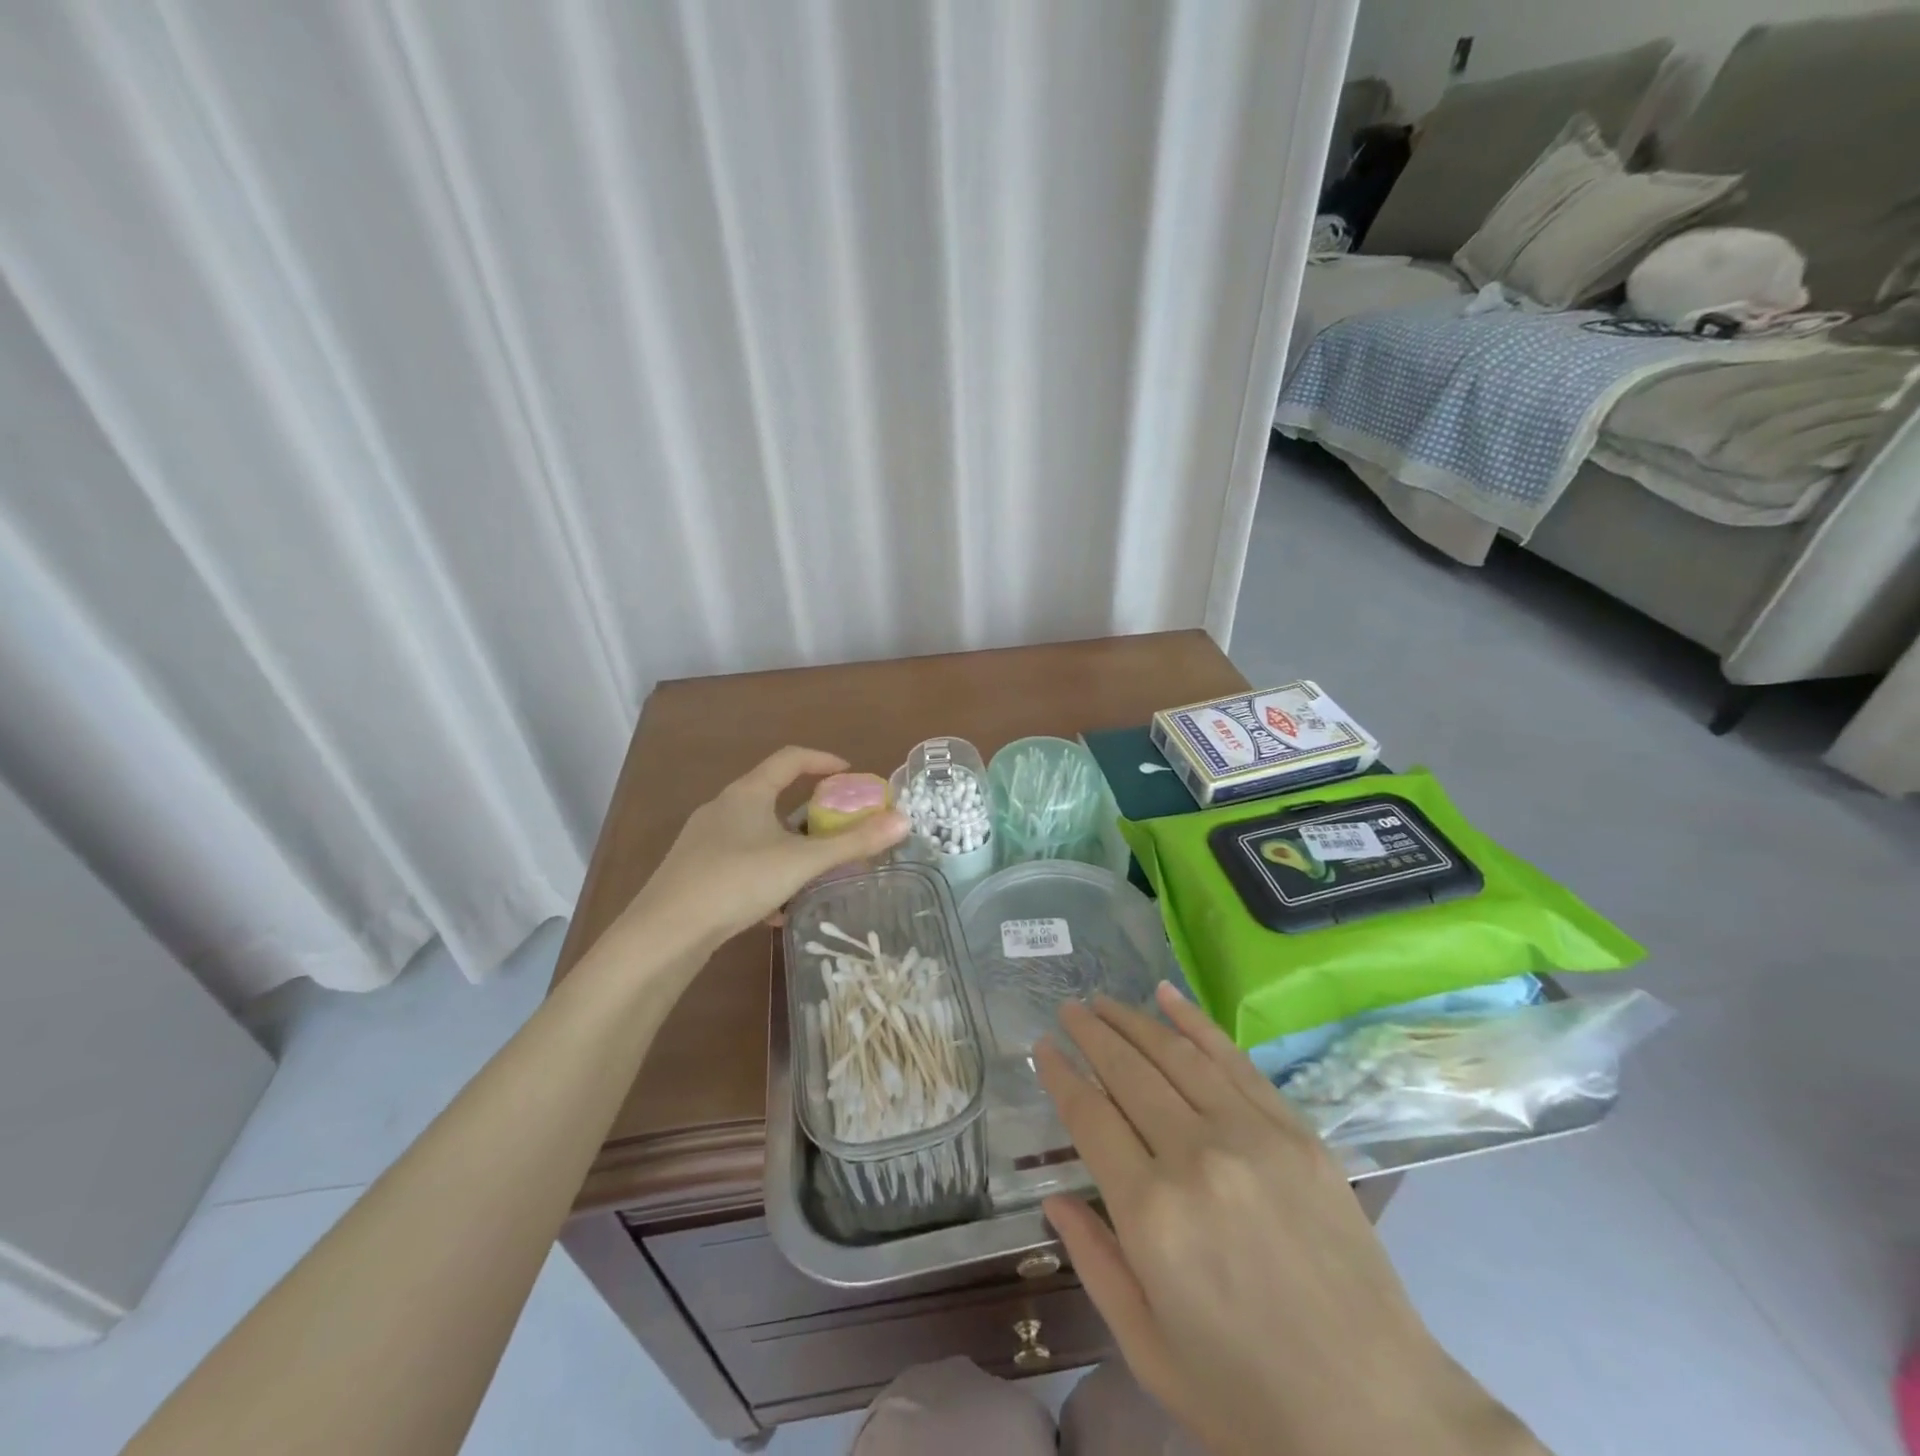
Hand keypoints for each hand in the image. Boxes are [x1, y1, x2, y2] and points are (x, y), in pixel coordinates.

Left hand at [622, 747, 907, 958]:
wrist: (664, 933)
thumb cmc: (736, 882)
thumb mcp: (802, 862)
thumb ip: (853, 843)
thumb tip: (904, 821)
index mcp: (747, 793)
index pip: (790, 759)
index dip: (823, 760)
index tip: (850, 773)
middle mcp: (723, 808)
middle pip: (773, 795)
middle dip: (810, 810)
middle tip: (839, 824)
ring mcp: (705, 841)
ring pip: (757, 833)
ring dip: (789, 845)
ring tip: (815, 869)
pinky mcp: (695, 872)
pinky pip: (741, 862)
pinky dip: (766, 873)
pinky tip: (778, 909)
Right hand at [1037, 985, 1543, 1455]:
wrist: (1381, 1419)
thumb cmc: (1250, 1399)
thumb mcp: (1150, 1351)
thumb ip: (1094, 1263)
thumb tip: (1053, 1196)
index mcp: (1151, 1215)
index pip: (1089, 1117)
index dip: (1061, 1075)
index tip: (1042, 1047)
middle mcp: (1196, 1157)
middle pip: (1128, 1073)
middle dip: (1091, 1034)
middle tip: (1067, 1009)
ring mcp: (1252, 1137)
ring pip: (1176, 1055)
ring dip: (1133, 1020)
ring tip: (1103, 1001)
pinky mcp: (1296, 1132)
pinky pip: (1233, 1061)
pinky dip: (1195, 1022)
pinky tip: (1168, 996)